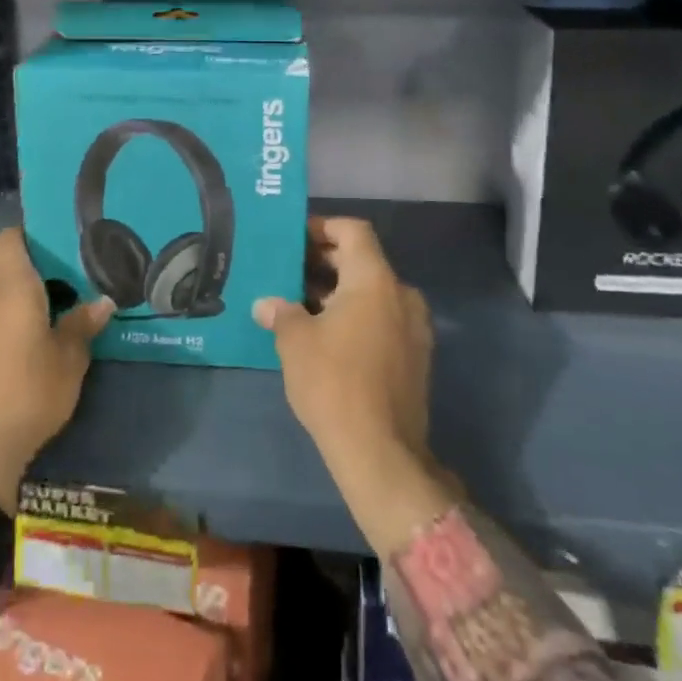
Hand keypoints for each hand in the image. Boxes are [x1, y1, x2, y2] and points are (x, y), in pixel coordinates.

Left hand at [0, 228, 113, 513]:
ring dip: (22, 312)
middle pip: (7, 276)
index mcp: (12, 291)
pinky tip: (27, 363)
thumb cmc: (29, 393)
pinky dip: (7, 336)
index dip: (26, 235)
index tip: (53, 244)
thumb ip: (83, 326)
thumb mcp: (70, 361)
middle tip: (71, 294)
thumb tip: (103, 301)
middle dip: (37, 282)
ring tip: (53, 331)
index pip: (7, 242)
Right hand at [255, 217, 455, 556]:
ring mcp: (413, 327)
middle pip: (363, 260)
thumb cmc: (334, 383)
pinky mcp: (415, 356)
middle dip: (325, 262)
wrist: (381, 452)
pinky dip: (356, 316)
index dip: (322, 228)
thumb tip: (267, 304)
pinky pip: (382, 319)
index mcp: (375, 280)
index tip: (294, 239)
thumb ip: (281, 312)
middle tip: (289, 271)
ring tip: (300, 304)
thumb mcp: (296, 342)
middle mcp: (401, 295)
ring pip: (372, 292)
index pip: (353, 231)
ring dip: (339, 292)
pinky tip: (325, 336)